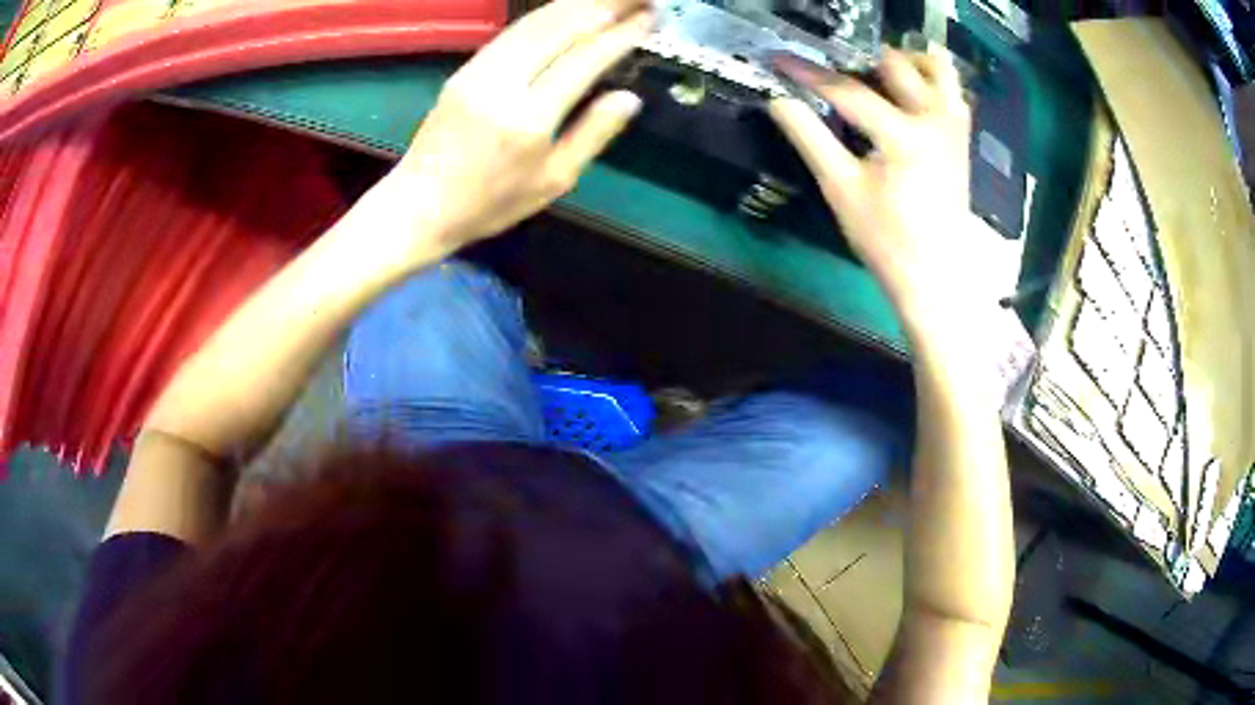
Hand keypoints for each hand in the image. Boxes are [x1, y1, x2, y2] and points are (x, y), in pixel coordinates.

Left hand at [386, 0, 652, 251]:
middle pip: (561, 28)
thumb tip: (629, 98)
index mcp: (529, 119)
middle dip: (604, 5)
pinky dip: (546, 14)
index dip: (621, 34)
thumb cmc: (491, 203)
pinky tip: (568, 9)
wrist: (419, 205)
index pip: (584, 59)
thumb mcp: (553, 182)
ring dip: (577, 3)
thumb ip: (593, 135)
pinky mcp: (465, 68)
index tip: (649, 17)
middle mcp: (503, 84)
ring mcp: (479, 71)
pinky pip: (514, 31)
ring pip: (535, 22)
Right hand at [769, 48, 986, 336]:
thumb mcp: (841, 189)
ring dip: (903, 60)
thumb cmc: (887, 239)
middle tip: (832, 72)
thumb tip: (777, 101)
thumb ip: (809, 137)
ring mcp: (954, 126)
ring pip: (935, 67)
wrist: (936, 275)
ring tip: (875, 73)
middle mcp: (934, 120)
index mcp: (903, 136)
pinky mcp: (961, 136)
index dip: (809, 73)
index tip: (781, 60)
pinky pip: (952, 89)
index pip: (848, 90)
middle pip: (894, 64)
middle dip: (858, 60)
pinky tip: (907, 91)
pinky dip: (929, 78)